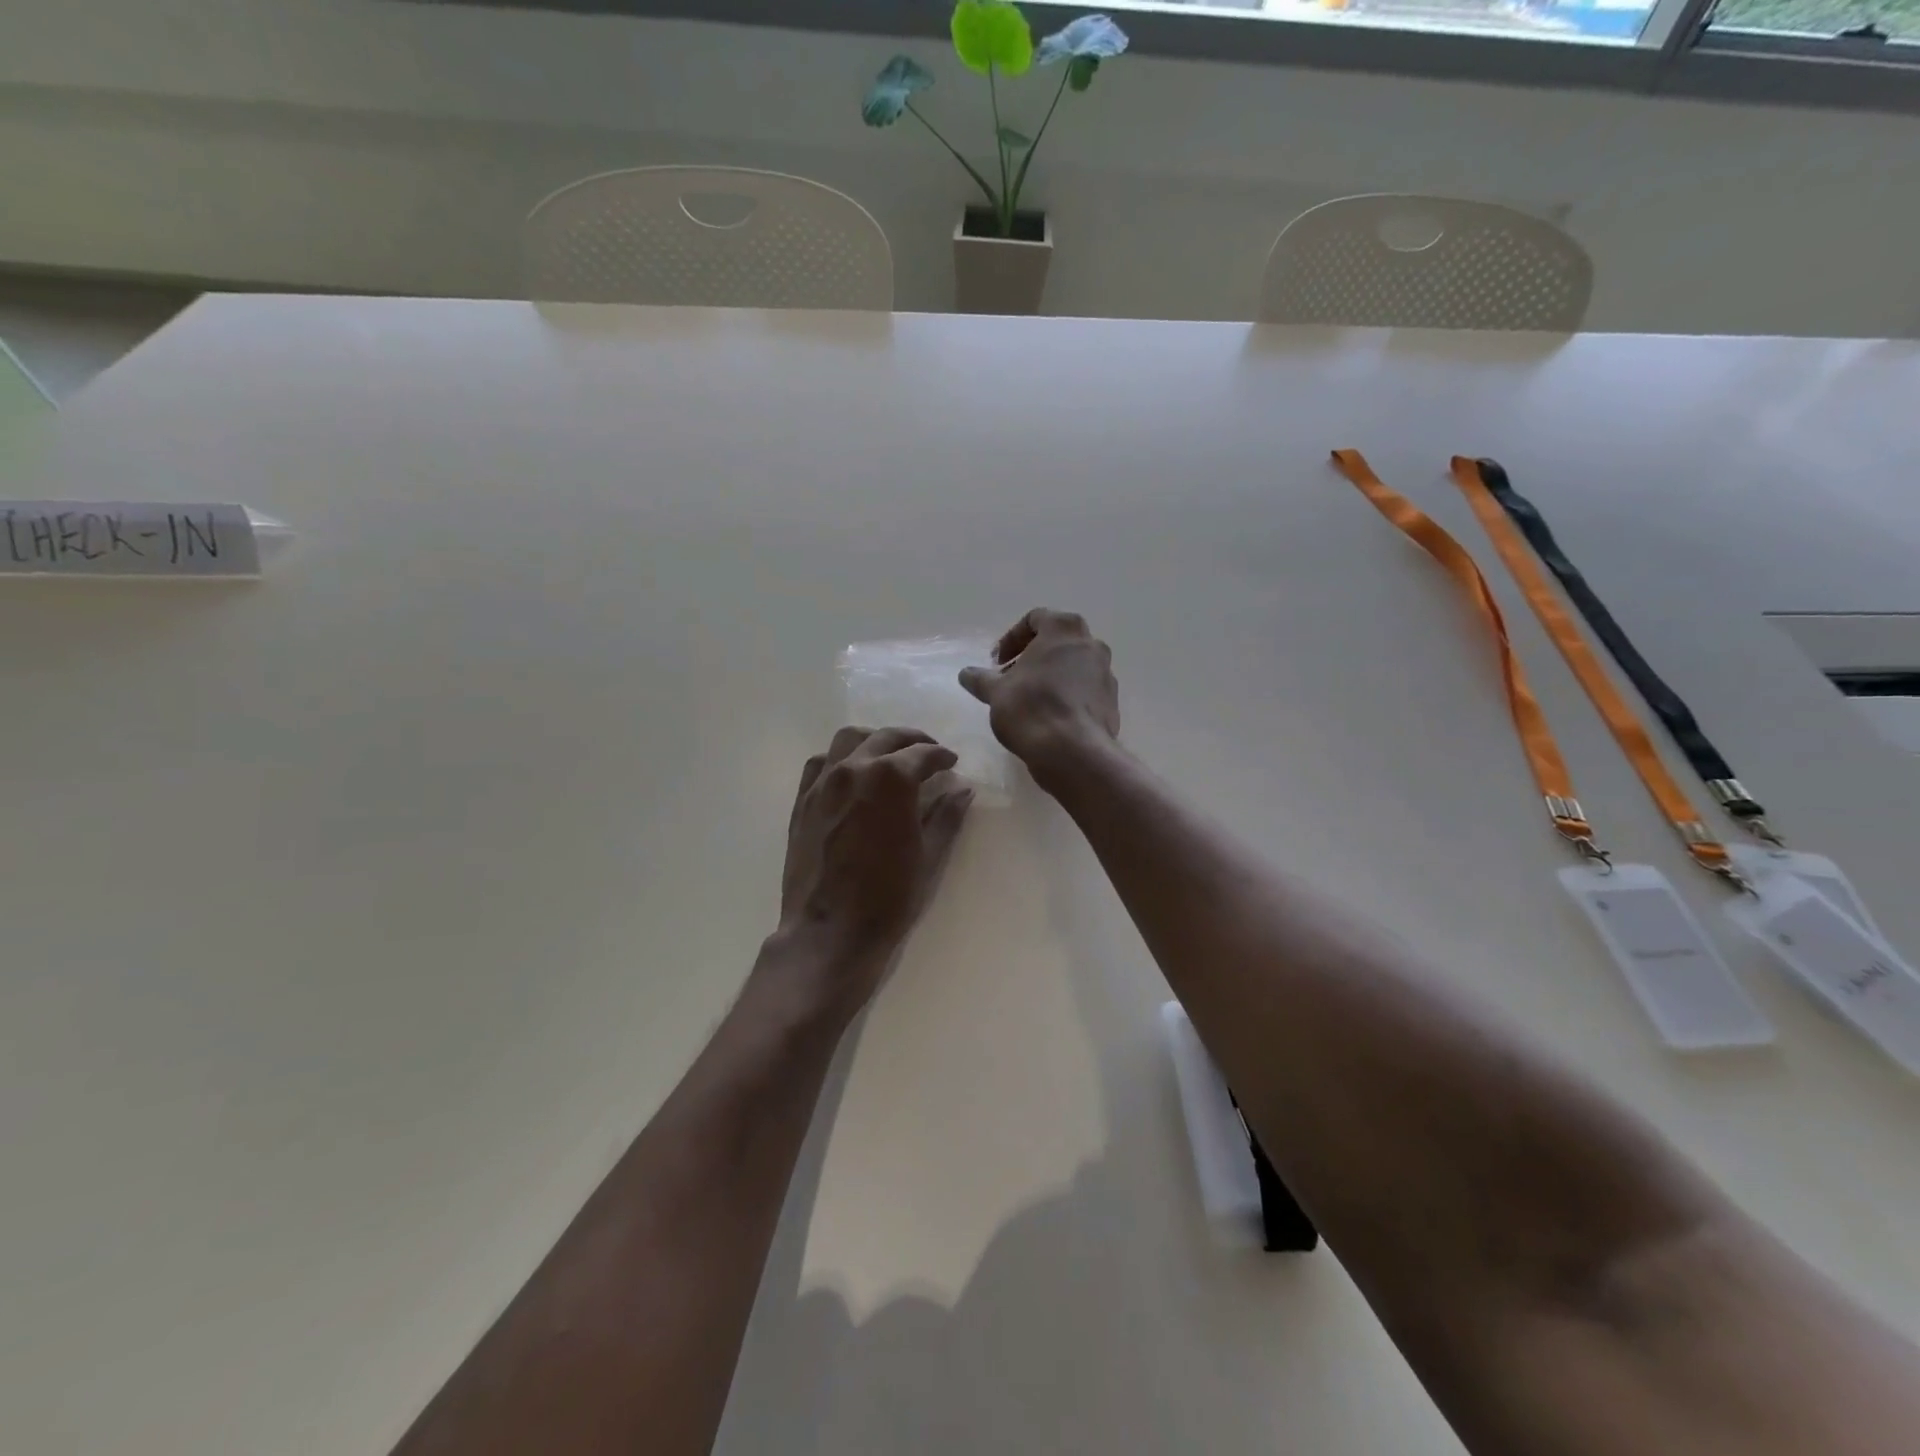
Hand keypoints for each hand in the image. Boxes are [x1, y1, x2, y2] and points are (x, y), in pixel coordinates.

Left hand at [773, 726, 973, 1007]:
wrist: (830, 931)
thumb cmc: (889, 897)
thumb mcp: (929, 855)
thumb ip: (947, 815)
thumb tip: (963, 789)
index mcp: (891, 778)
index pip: (922, 754)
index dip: (941, 756)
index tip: (951, 762)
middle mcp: (854, 768)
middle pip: (887, 737)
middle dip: (912, 740)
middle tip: (928, 752)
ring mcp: (823, 782)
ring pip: (849, 739)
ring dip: (874, 740)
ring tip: (889, 755)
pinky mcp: (802, 800)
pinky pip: (820, 763)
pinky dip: (840, 758)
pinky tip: (850, 773)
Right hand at [959, 609, 1119, 788]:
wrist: (1073, 751)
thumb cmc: (1031, 708)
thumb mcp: (995, 692)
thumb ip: (980, 679)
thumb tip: (966, 674)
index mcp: (1064, 629)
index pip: (1035, 619)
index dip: (1011, 639)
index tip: (997, 663)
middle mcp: (1091, 644)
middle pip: (1057, 641)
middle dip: (1032, 657)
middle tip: (1012, 678)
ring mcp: (1106, 673)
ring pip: (1073, 666)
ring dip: (1051, 676)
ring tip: (1030, 700)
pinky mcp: (1112, 701)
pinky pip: (1085, 690)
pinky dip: (1067, 695)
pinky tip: (1049, 718)